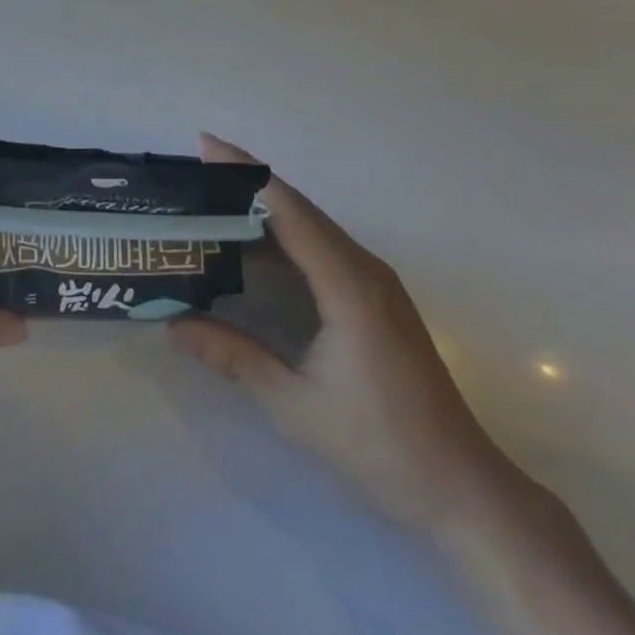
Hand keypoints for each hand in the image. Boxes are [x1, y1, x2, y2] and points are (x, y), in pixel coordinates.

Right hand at [169, 134, 514, 532]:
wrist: (463, 490)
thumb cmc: (380, 446)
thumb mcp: (295, 405)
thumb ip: (233, 357)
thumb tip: (171, 325)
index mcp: (347, 283)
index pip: (287, 208)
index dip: (244, 172)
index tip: (204, 144)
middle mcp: (363, 268)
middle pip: (298, 207)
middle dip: (246, 182)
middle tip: (196, 170)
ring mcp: (374, 281)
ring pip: (311, 225)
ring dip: (264, 207)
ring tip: (213, 200)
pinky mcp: (376, 297)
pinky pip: (322, 247)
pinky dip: (283, 235)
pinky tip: (254, 247)